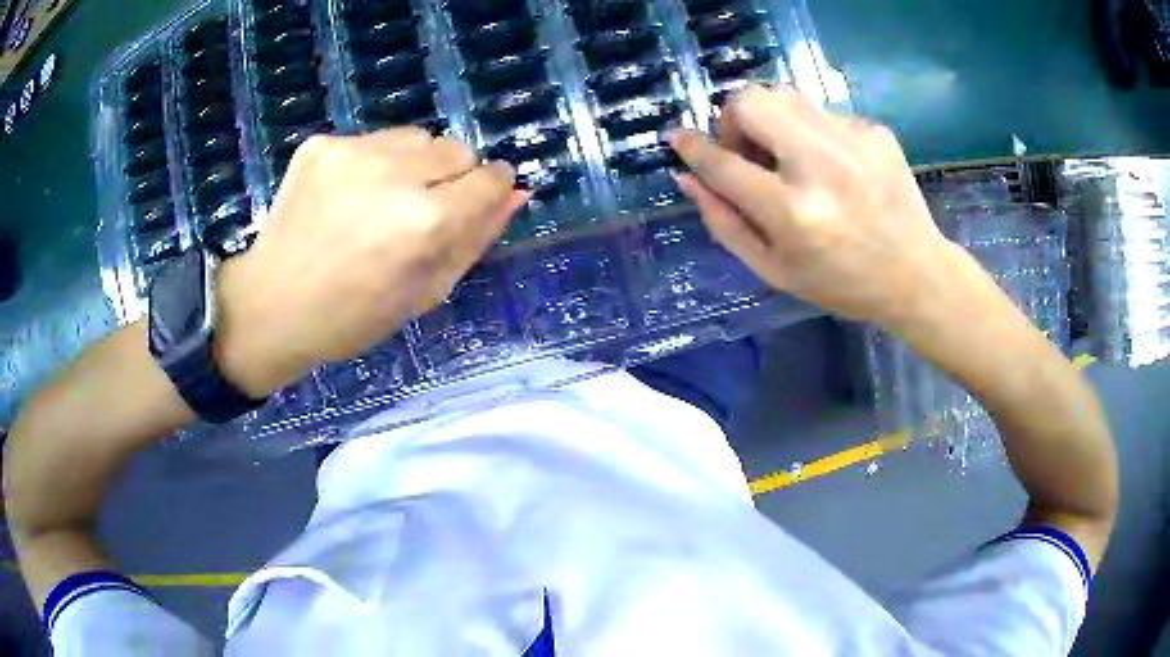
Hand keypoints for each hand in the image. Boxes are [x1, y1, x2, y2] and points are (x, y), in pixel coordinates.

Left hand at [212, 128, 527, 395]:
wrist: (270, 306)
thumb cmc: (352, 318)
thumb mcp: (425, 293)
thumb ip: (475, 239)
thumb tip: (515, 194)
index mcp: (424, 221)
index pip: (490, 178)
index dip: (490, 190)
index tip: (478, 201)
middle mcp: (394, 173)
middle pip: (457, 147)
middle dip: (453, 176)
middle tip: (422, 212)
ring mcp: (353, 151)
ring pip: (417, 137)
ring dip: (415, 164)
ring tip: (383, 202)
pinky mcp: (323, 144)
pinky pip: (374, 140)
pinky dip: (374, 163)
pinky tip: (349, 196)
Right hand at [670, 85, 961, 328]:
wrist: (917, 274)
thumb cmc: (842, 283)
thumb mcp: (774, 270)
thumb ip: (724, 222)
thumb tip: (686, 177)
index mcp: (793, 213)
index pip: (723, 164)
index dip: (692, 148)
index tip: (677, 137)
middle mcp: (821, 166)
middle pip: (751, 100)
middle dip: (734, 120)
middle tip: (749, 152)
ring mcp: (852, 141)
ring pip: (784, 95)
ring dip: (771, 121)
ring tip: (789, 158)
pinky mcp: (874, 131)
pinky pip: (821, 112)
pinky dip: (812, 133)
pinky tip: (832, 166)